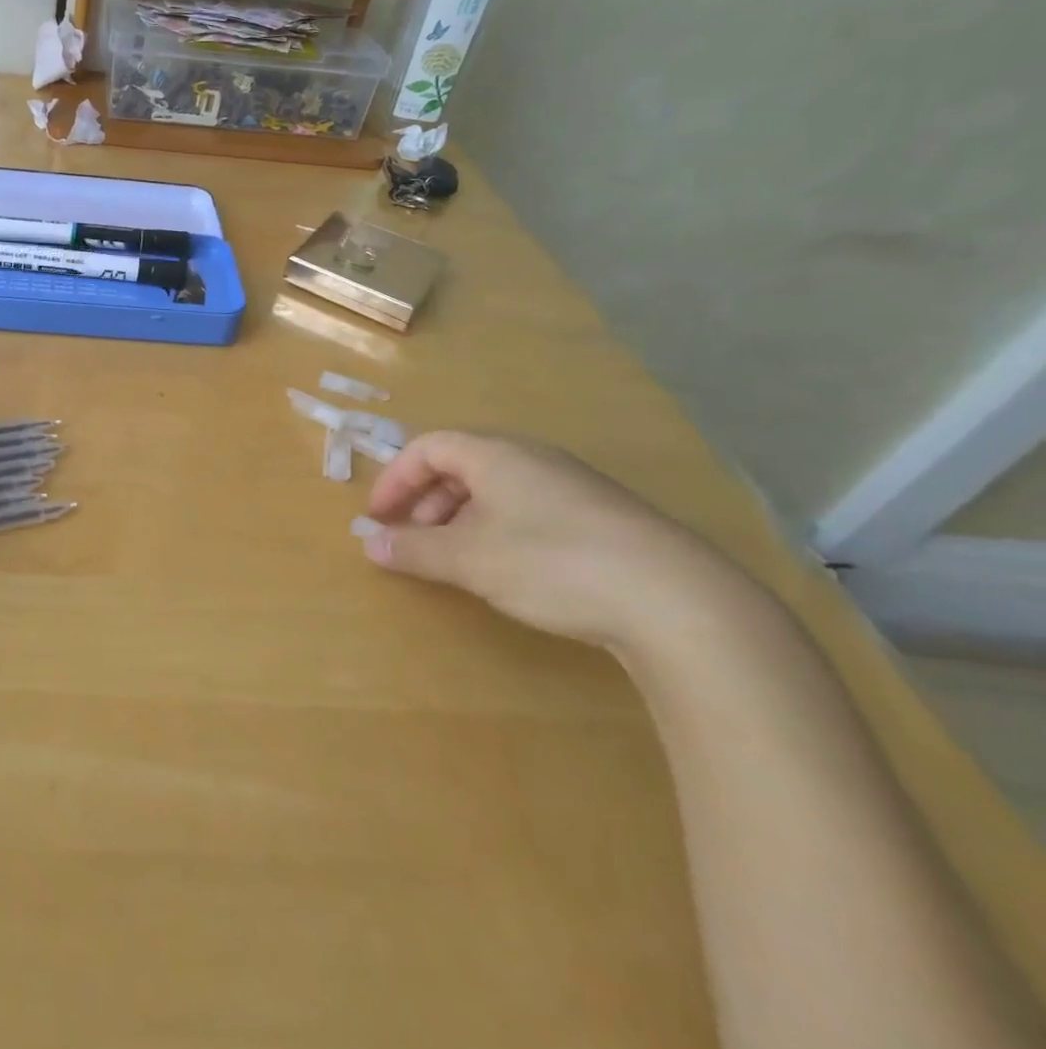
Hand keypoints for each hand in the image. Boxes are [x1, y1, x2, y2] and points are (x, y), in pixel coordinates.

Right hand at [360, 431, 746, 651]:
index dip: (395, 479)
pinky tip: (510, 570)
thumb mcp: (471, 560)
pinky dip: (499, 529)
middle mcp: (532, 458)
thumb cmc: (552, 563)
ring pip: (497, 488)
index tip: (378, 518)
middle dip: (426, 500)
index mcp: (496, 455)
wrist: (678, 601)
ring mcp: (572, 486)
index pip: (428, 447)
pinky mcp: (602, 517)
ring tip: (458, 559)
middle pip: (461, 465)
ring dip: (462, 517)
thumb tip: (370, 544)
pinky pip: (529, 508)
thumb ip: (415, 549)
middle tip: (414, 539)